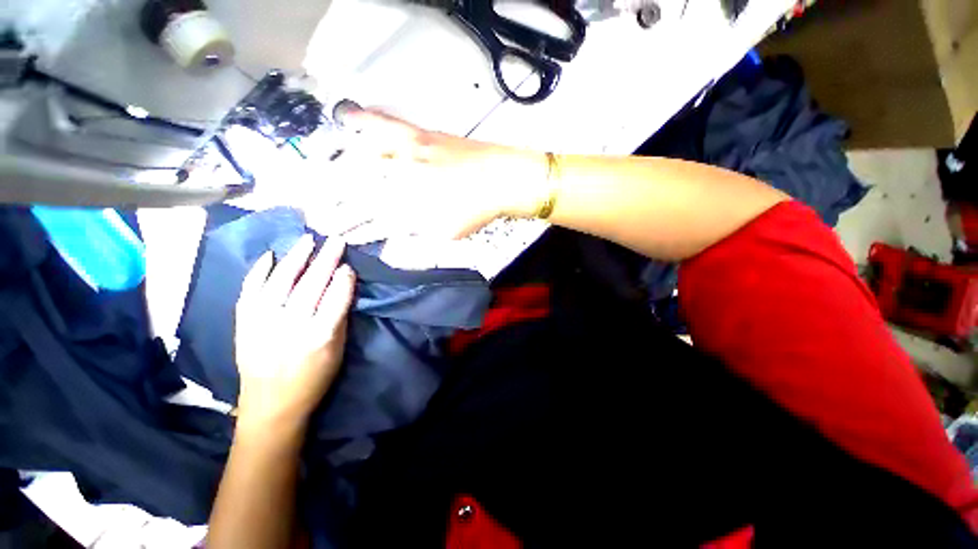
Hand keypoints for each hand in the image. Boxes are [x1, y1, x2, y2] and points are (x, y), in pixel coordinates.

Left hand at [234, 234, 355, 429]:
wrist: (271, 405)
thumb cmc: (313, 379)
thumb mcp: (337, 352)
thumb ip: (339, 318)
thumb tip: (342, 287)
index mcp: (319, 338)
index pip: (335, 300)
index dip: (343, 281)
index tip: (348, 266)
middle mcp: (289, 328)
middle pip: (310, 286)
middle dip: (325, 261)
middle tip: (336, 241)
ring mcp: (262, 325)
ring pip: (279, 284)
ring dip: (295, 259)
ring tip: (307, 240)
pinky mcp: (243, 326)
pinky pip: (249, 293)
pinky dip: (258, 273)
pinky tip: (269, 256)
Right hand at [303, 111, 547, 243]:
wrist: (500, 178)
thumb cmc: (475, 211)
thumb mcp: (445, 235)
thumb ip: (414, 241)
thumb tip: (389, 247)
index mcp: (408, 207)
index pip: (367, 220)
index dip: (346, 227)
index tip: (329, 232)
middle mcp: (400, 179)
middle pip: (356, 192)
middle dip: (332, 203)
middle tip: (312, 210)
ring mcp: (407, 153)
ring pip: (360, 160)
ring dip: (335, 170)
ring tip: (315, 177)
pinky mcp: (417, 134)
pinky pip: (384, 124)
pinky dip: (362, 120)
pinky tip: (344, 117)